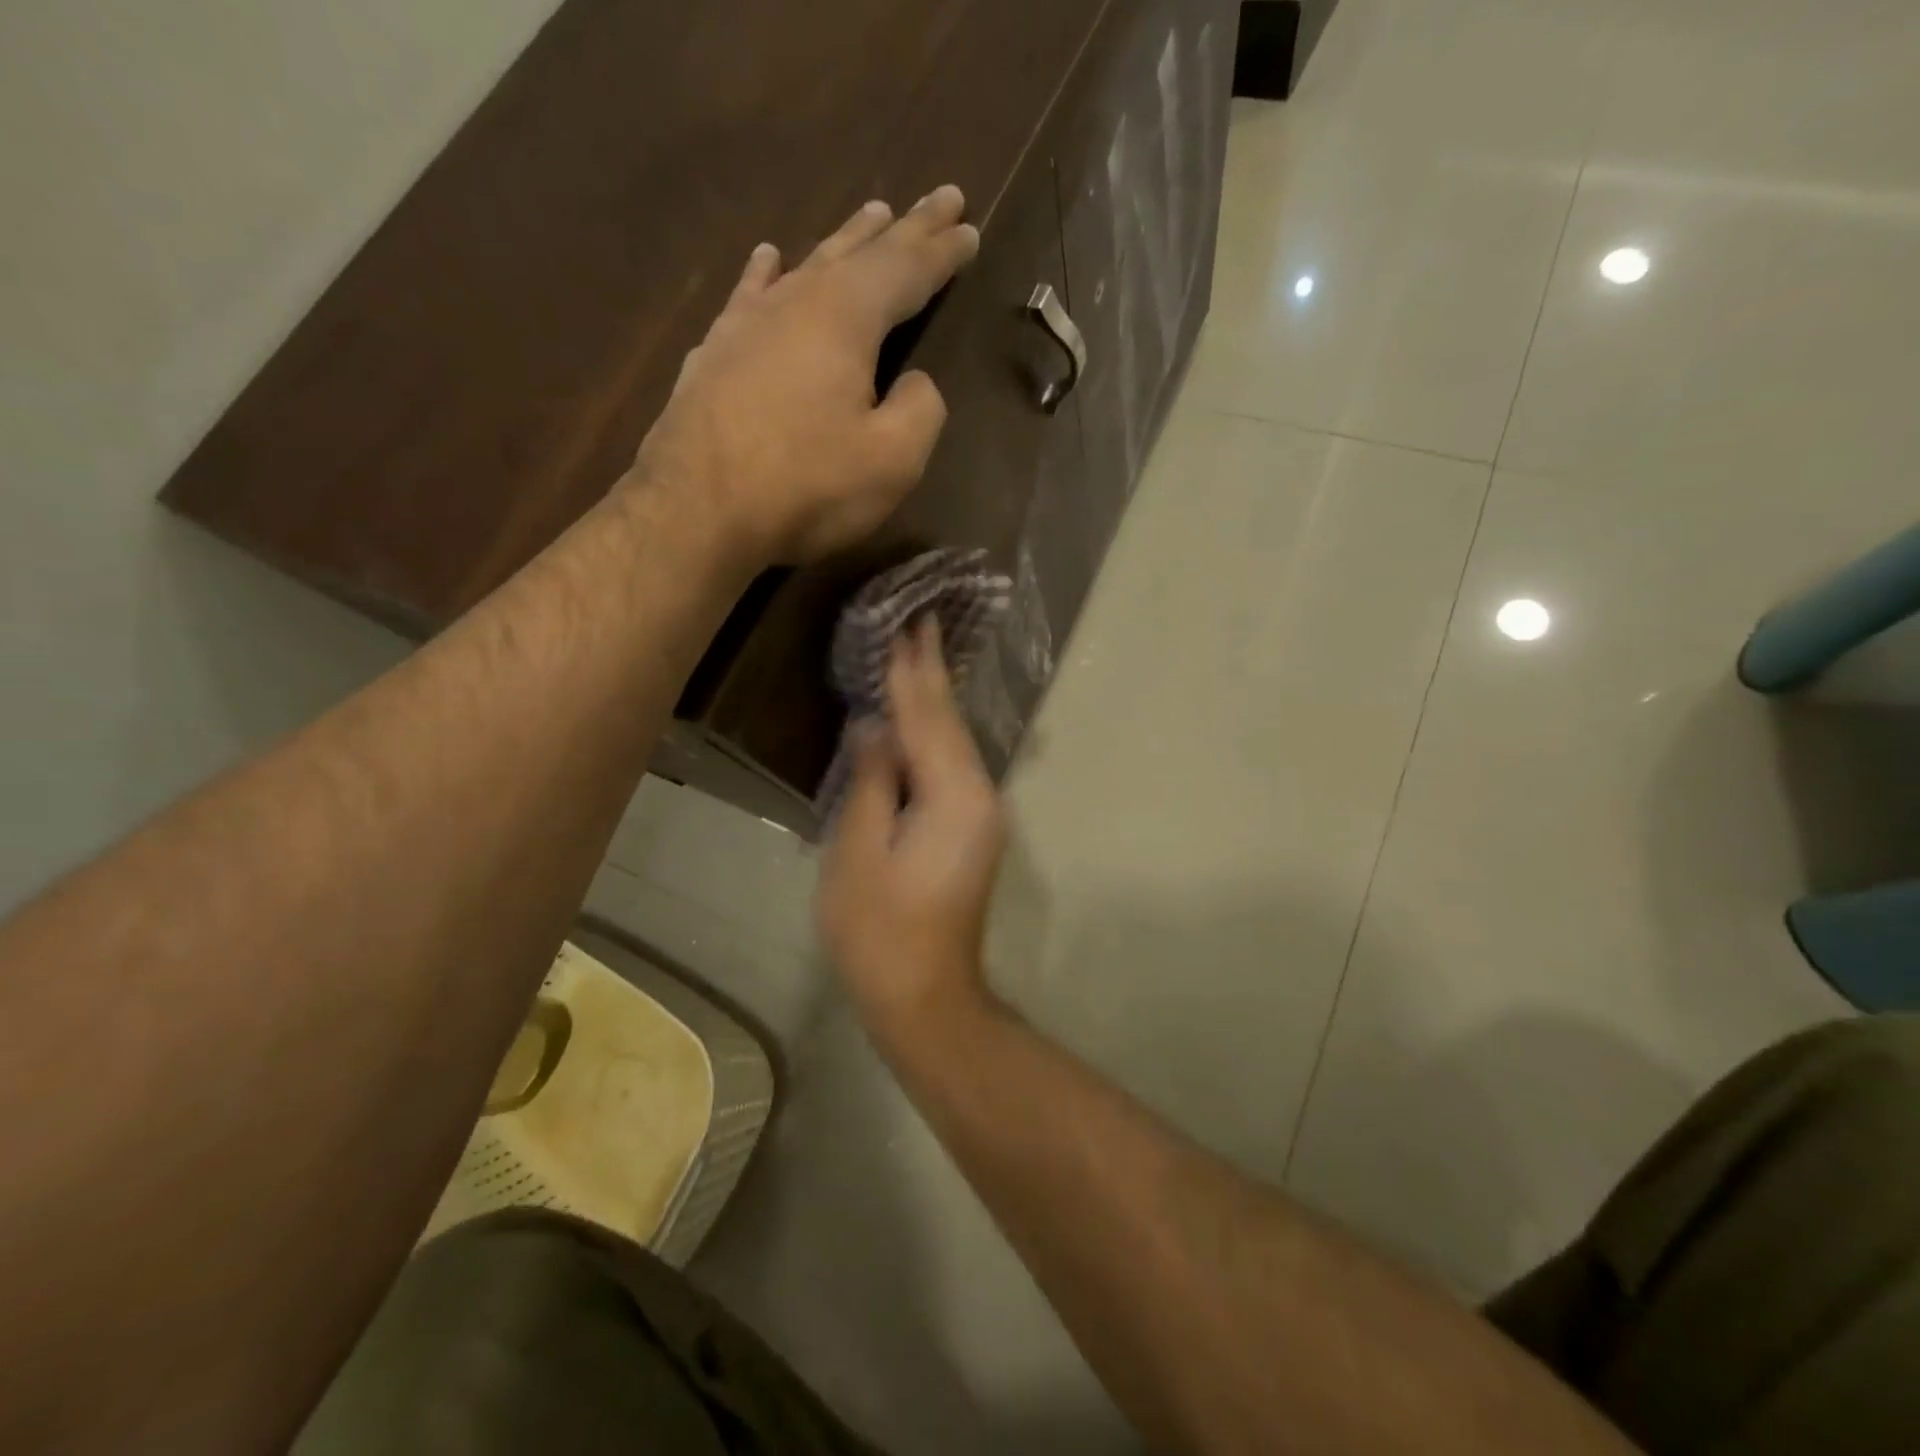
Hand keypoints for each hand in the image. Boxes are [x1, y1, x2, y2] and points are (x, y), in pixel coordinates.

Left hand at [633, 187, 980, 565]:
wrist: (697, 512)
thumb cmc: (806, 487)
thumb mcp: (892, 461)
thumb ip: (920, 410)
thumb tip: (914, 383)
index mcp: (846, 318)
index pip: (907, 269)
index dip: (943, 251)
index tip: (970, 227)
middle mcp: (796, 302)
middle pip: (861, 252)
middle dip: (906, 227)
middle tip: (941, 197)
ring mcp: (747, 323)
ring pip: (808, 265)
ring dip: (845, 240)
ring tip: (872, 213)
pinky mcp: (714, 354)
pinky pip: (750, 295)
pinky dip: (767, 274)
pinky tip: (770, 257)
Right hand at [817, 618, 1007, 1047]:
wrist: (925, 994)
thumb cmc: (879, 931)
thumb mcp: (859, 852)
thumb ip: (871, 781)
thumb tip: (876, 727)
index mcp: (953, 795)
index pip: (926, 718)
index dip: (910, 672)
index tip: (906, 624)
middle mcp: (979, 794)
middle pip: (949, 723)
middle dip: (931, 673)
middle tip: (920, 622)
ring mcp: (981, 813)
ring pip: (954, 741)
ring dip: (934, 699)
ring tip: (919, 653)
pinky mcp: (971, 828)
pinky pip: (951, 764)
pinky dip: (933, 734)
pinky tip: (921, 716)